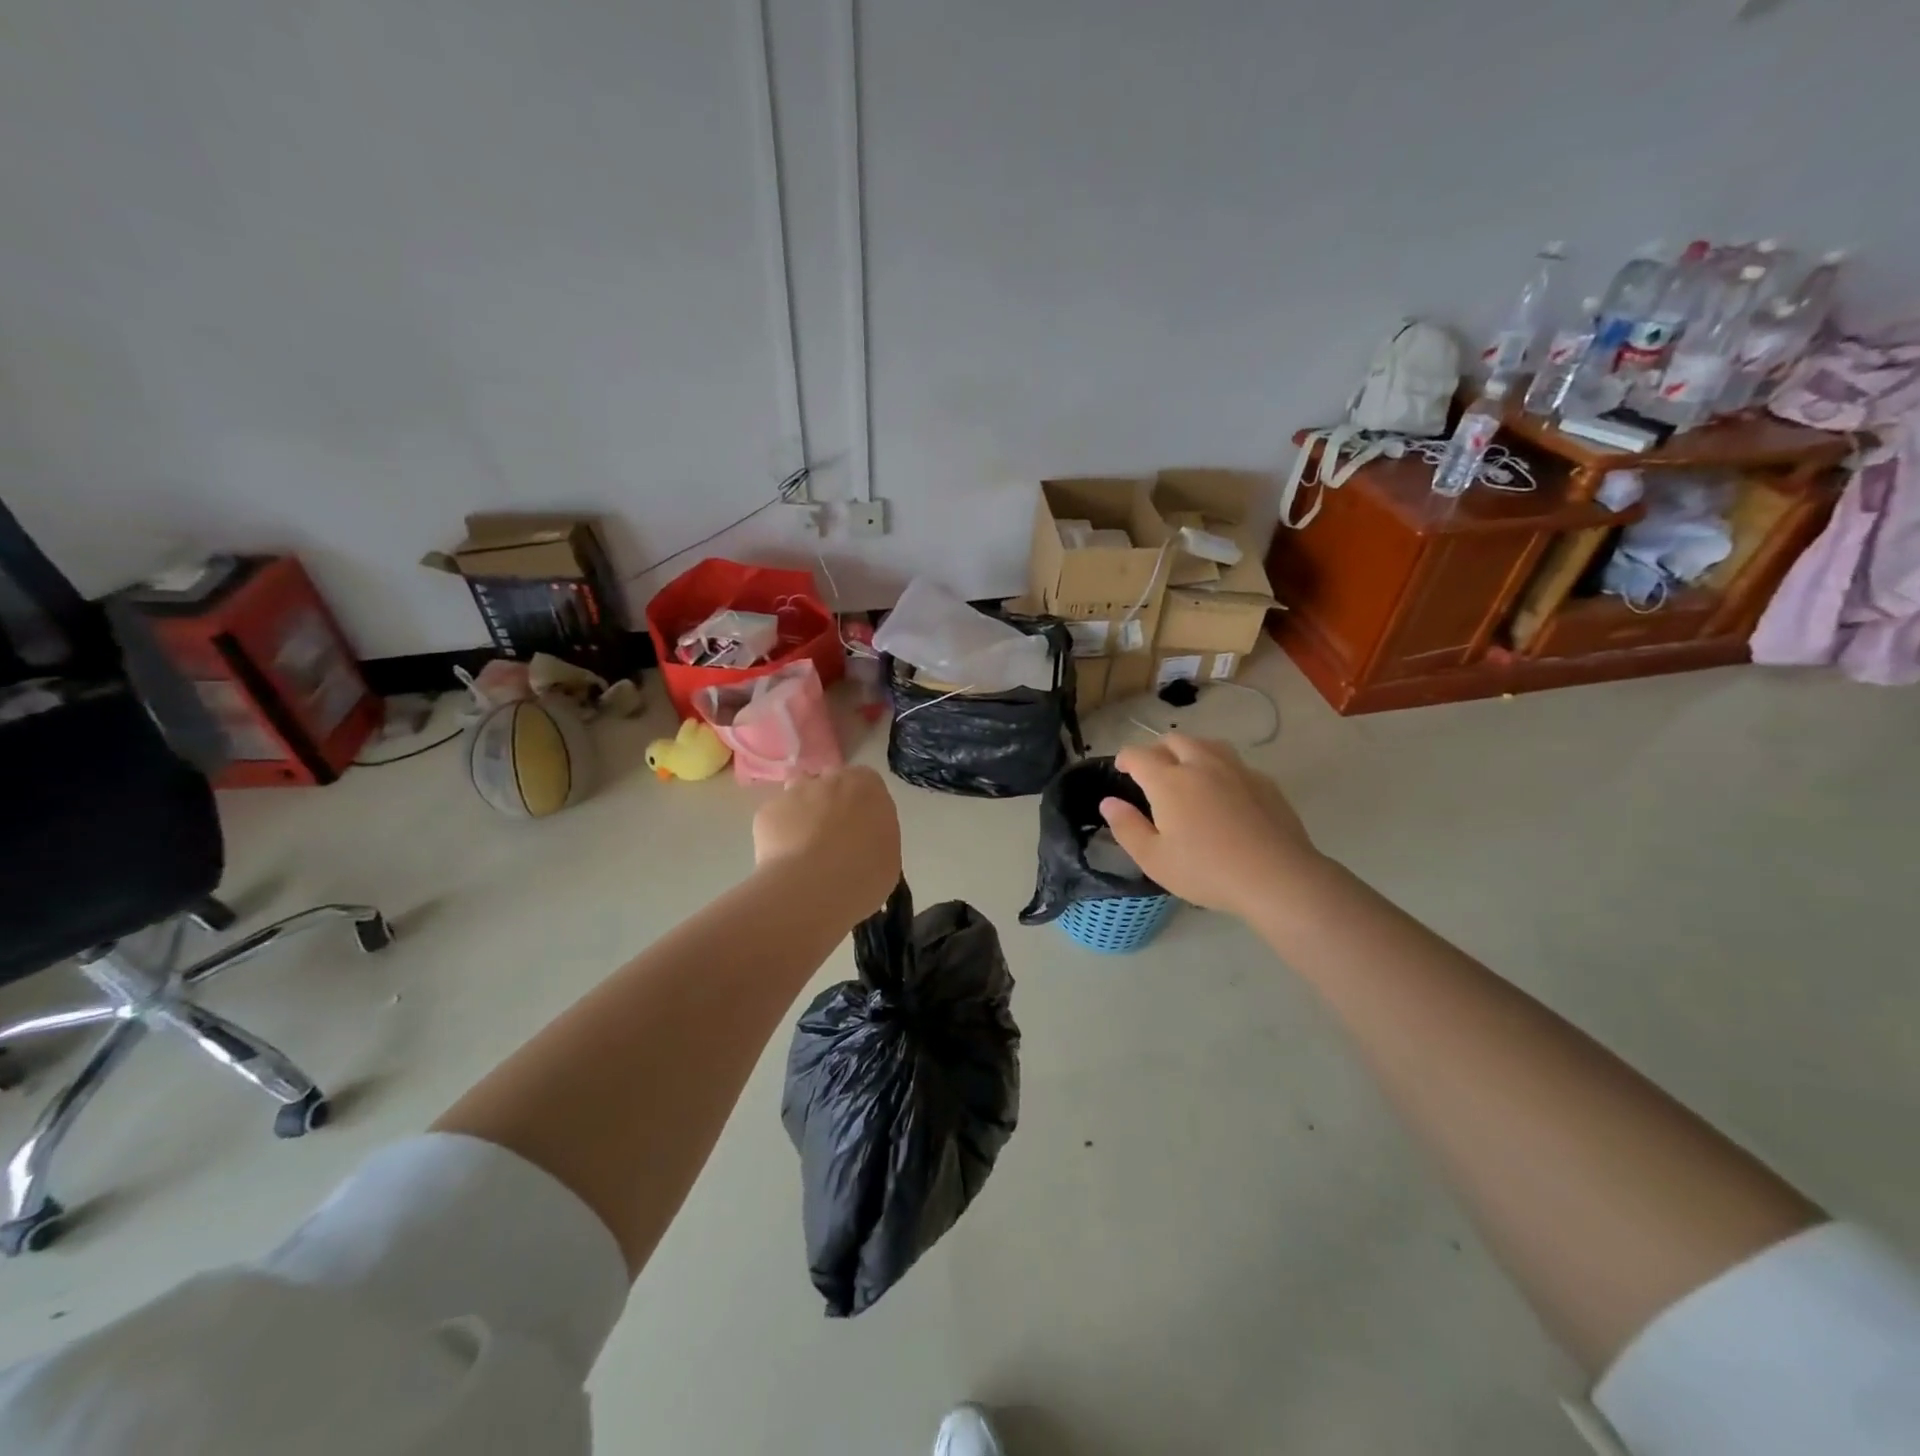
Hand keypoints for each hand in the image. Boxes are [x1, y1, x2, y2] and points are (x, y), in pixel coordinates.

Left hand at [753, 766, 901, 921]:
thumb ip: (876, 834)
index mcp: (868, 787)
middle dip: (831, 801)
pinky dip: (778, 831)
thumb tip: (863, 838)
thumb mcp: (888, 855)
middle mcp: (832, 779)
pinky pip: (775, 816)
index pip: (866, 781)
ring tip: (803, 843)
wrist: (814, 887)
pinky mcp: (768, 810)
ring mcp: (796, 791)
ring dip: (802, 808)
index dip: (861, 802)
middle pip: (830, 781)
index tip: (860, 825)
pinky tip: (783, 857)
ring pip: (798, 791)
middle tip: (832, 835)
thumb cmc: (865, 874)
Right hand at [1100, 734, 1319, 919]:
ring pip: (1207, 744)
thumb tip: (1108, 802)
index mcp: (1169, 780)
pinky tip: (1223, 791)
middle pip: (1174, 740)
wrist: (1277, 877)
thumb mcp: (1154, 859)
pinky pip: (1234, 762)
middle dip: (1157, 750)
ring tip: (1187, 772)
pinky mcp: (1264, 781)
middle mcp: (1201, 764)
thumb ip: (1127, 827)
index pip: (1139, 755)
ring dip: (1190, 751)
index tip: (1121, 769)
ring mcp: (1236, 769)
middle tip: (1152, 772)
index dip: (1125, 758)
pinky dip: (1219, 768)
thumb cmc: (1207, 871)